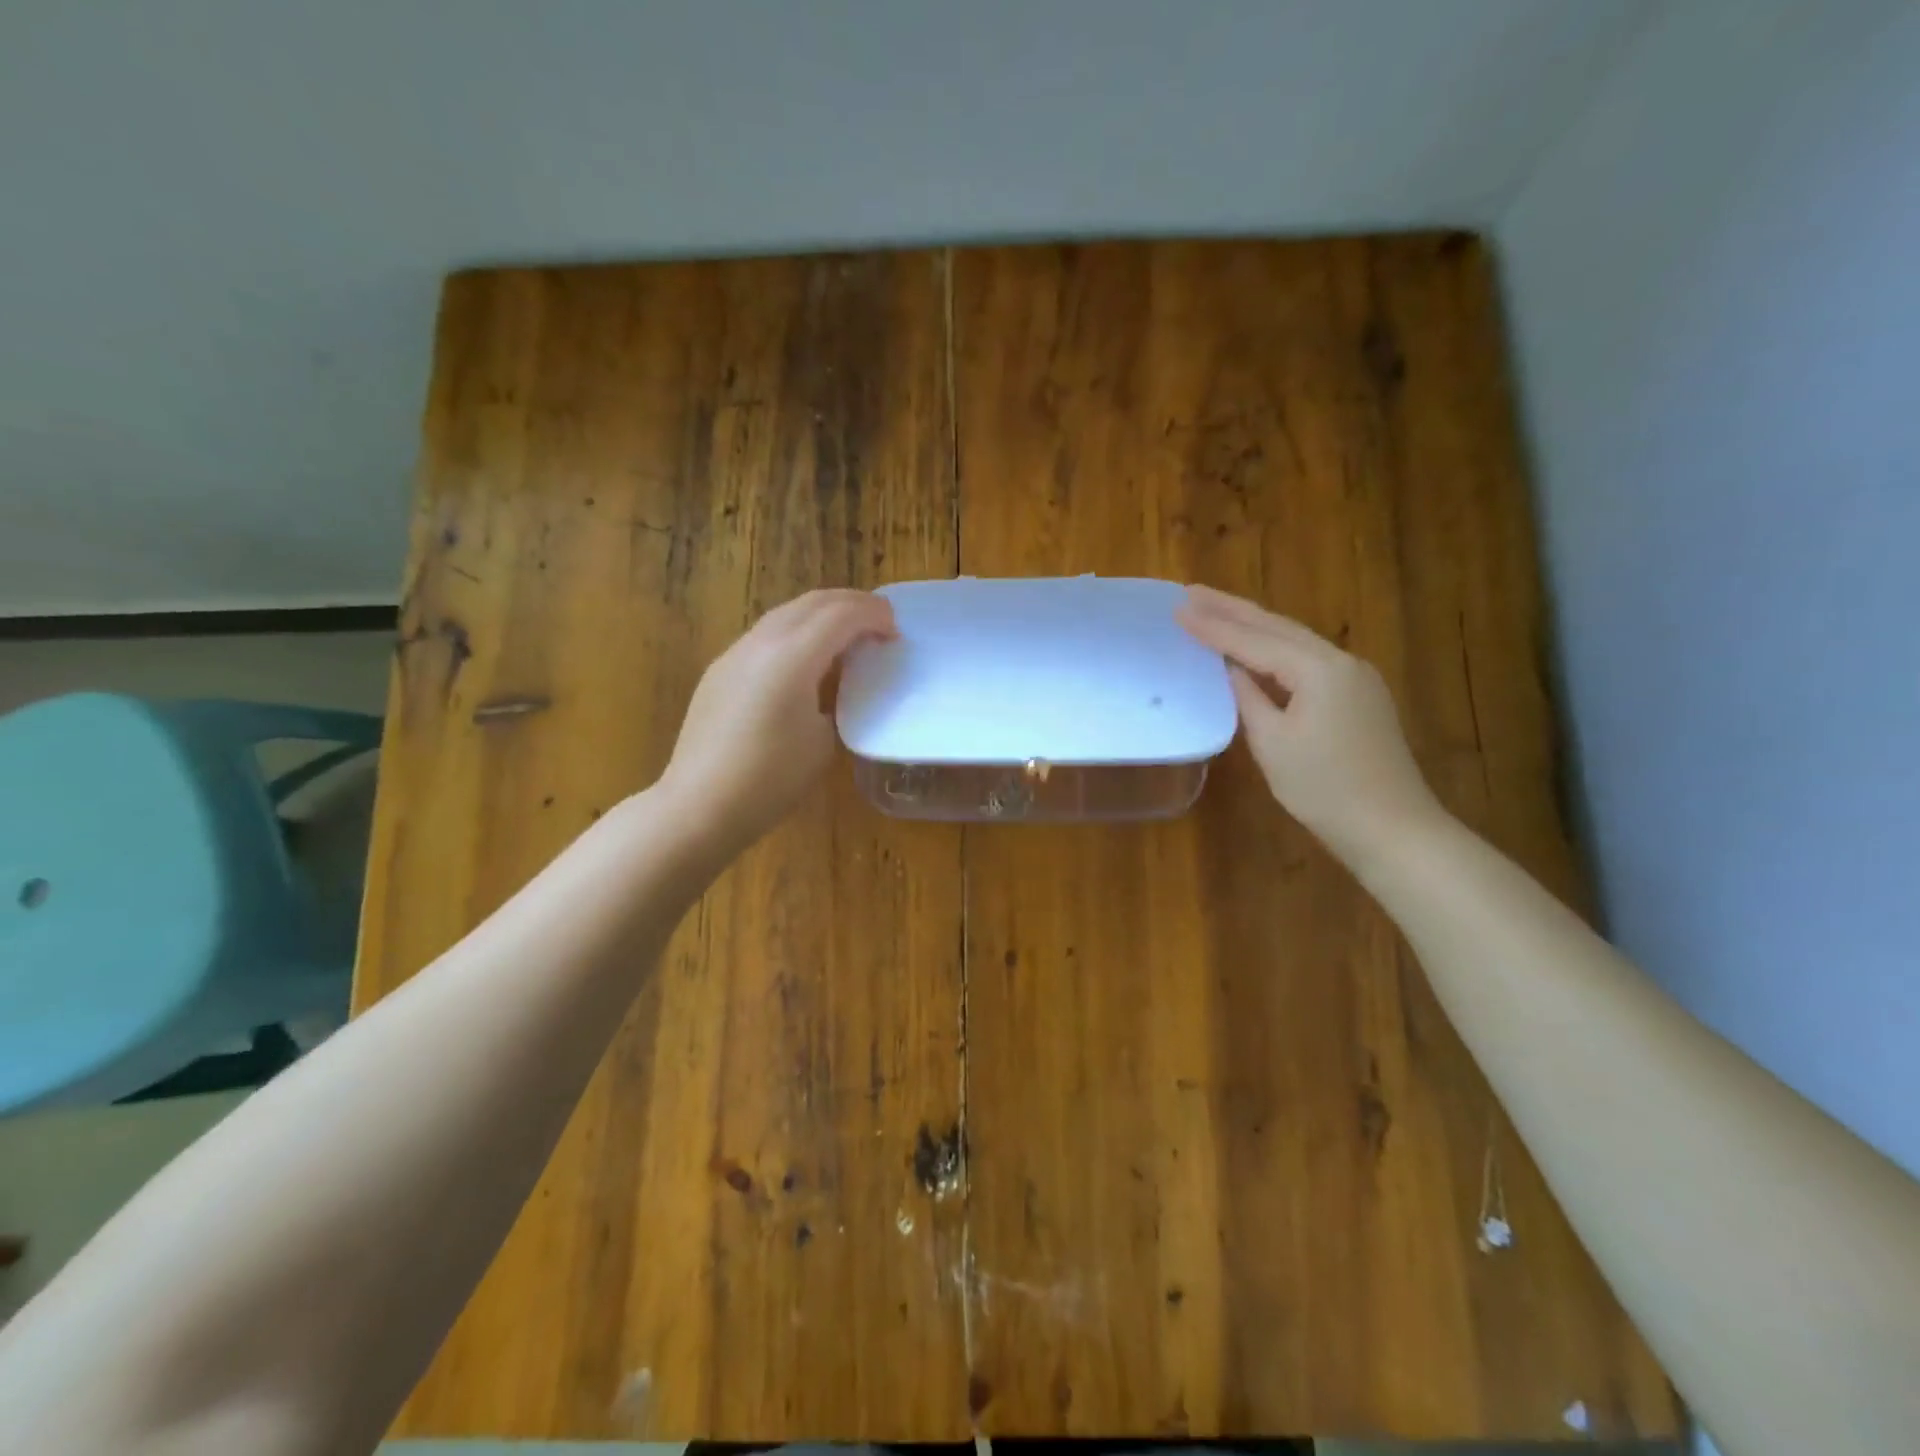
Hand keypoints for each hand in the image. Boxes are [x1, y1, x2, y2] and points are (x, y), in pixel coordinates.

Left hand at [659, 589, 894, 860]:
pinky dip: (796, 632)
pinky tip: (806, 659)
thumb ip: (836, 700)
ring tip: (847, 635)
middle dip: (851, 604)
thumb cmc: (770, 781)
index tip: (896, 630)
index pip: (841, 615)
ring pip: (785, 613)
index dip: (874, 615)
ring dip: (821, 614)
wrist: (699, 806)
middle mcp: (761, 643)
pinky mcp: (719, 670)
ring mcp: (734, 653)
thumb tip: (837, 684)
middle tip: (879, 621)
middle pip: (812, 602)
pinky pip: (765, 635)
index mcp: (792, 658)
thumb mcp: (823, 742)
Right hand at [1176, 585, 1445, 861]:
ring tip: (1215, 609)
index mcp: (1320, 669)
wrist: (1391, 827)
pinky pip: (1308, 660)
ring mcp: (1355, 677)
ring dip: (1253, 624)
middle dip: (1232, 609)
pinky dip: (1275, 649)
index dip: (1213, 626)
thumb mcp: (1272, 742)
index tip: (1178, 607)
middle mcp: (1342, 661)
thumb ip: (1248, 697)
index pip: (1254, 640)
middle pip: (1278, 627)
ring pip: (1295, 640)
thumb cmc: (1323, 788)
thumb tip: (1232, 669)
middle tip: (1191, 592)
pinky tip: (1256, 648)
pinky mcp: (1359, 696)